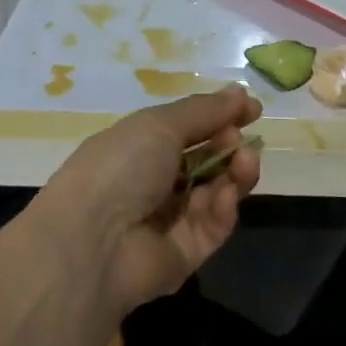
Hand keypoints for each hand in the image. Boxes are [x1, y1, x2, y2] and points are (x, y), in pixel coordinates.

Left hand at [31, 85, 262, 316]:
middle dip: (230, 145)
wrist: (92, 243)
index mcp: (139, 148)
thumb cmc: (120, 168)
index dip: (220, 117)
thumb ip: (205, 110)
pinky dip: (223, 208)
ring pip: (217, 192)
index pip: (189, 129)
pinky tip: (224, 195)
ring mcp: (171, 220)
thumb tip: (241, 92)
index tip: (253, 109)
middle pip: (207, 161)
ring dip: (235, 173)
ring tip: (245, 161)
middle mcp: (154, 182)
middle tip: (240, 138)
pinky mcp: (186, 253)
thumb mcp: (159, 125)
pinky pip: (214, 225)